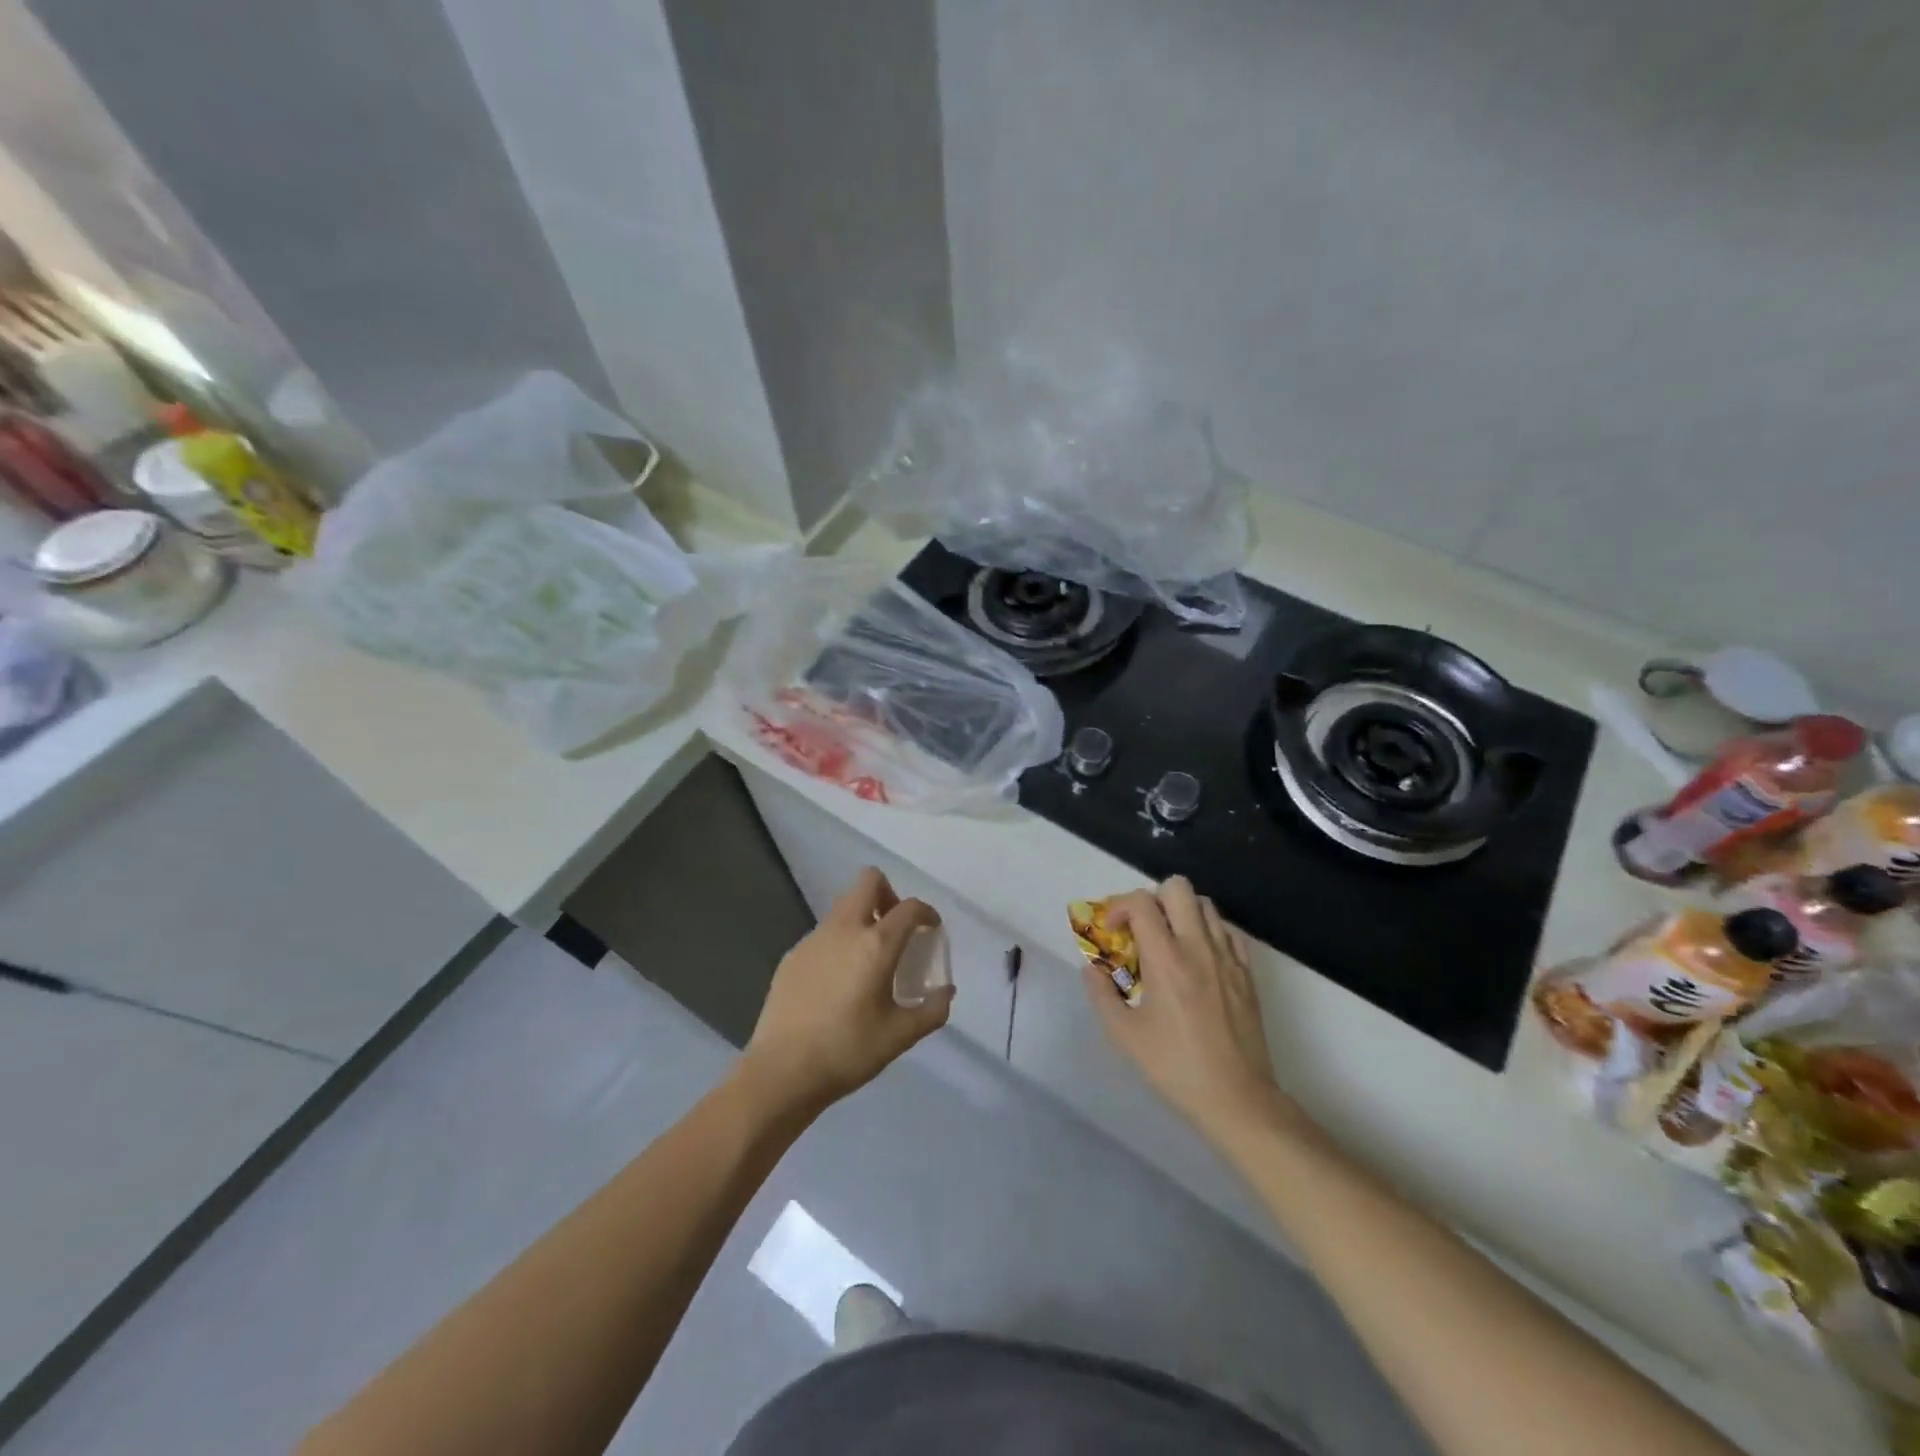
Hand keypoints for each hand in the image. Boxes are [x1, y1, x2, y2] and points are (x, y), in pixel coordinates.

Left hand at [742, 867, 950, 1111]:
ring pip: (843, 906)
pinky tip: (838, 981)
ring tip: (868, 958)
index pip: (909, 908)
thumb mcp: (900, 1036)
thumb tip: (946, 992)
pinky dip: (839, 942)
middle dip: (889, 894)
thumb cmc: (848, 1051)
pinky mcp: (792, 955)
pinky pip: (824, 933)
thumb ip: (931, 1010)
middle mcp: (844, 930)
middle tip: (896, 929)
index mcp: (876, 945)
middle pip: (869, 881)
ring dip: (862, 918)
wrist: (782, 1071)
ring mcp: (814, 939)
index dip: (926, 912)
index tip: (931, 929)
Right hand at [1083, 877, 1284, 1137]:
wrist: (1237, 1098)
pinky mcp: (1247, 972)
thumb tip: (1092, 968)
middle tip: (1142, 929)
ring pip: (1205, 904)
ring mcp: (1228, 957)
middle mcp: (1198, 947)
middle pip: (1178, 887)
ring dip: (1181, 912)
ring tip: (1169, 941)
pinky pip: (1228, 931)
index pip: (1142, 902)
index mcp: (1166, 960)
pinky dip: (1209, 931)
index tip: (1112, 930)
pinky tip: (1198, 958)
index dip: (1119, 906)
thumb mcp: (1124, 1035)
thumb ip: (1101, 994)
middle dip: (1153, 899)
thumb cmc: (1175, 1067)